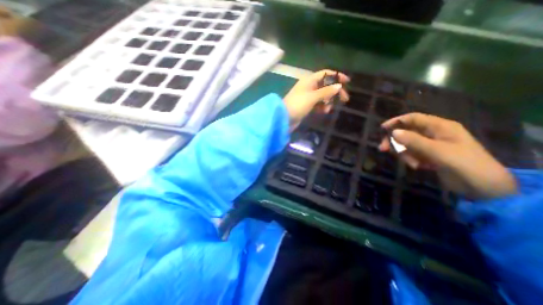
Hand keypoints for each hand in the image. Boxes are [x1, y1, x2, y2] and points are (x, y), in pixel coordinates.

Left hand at [282, 69, 349, 127]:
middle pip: (326, 86)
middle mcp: (309, 87)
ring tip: (328, 109)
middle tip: (344, 99)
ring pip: (322, 96)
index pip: (325, 74)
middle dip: (334, 92)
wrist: (284, 118)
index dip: (336, 76)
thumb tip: (339, 86)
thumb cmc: (297, 105)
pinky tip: (324, 111)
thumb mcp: (312, 97)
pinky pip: (318, 104)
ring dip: (328, 101)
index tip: (347, 82)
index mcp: (309, 81)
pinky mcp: (306, 106)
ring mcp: (307, 97)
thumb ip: (326, 91)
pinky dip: (322, 107)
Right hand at [378, 113, 516, 200]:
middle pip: (406, 132)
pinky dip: (410, 159)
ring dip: (404, 154)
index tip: (382, 128)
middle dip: (395, 141)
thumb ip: (415, 141)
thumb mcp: (438, 152)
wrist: (484, 189)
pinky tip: (418, 167)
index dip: (396, 121)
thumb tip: (393, 132)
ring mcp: (430, 145)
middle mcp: (433, 133)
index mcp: (440, 127)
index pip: (413, 118)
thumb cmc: (465, 165)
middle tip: (383, 149)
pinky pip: (411, 153)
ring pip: (407, 144)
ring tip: (413, 164)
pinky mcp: (428, 156)